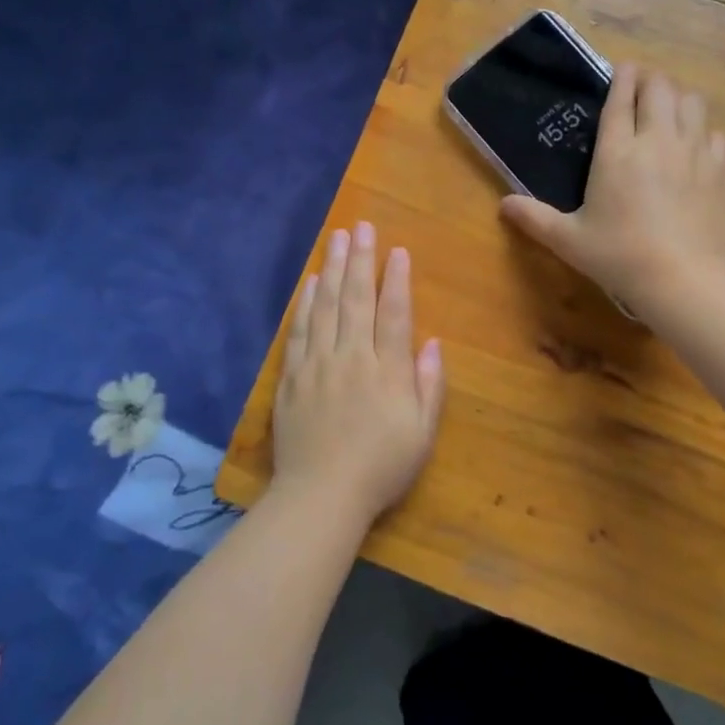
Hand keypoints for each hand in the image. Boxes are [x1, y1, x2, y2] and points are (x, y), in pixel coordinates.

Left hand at [273, 222, 444, 524]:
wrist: (320, 497)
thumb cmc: (380, 468)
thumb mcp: (421, 434)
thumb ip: (429, 385)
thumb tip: (432, 342)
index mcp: (388, 371)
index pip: (394, 314)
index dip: (396, 280)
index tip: (396, 250)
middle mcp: (352, 358)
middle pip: (356, 299)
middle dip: (360, 260)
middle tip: (362, 227)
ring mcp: (318, 365)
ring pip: (325, 307)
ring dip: (331, 270)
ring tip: (335, 238)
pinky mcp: (292, 377)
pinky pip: (298, 331)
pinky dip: (304, 304)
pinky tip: (309, 283)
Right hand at [501, 63, 724, 309]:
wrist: (682, 279)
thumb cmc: (619, 257)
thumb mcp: (568, 240)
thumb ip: (534, 218)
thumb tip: (503, 205)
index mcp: (617, 151)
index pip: (621, 98)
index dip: (622, 77)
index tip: (622, 69)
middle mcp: (657, 140)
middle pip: (660, 88)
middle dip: (650, 81)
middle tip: (642, 90)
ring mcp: (694, 151)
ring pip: (692, 102)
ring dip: (678, 99)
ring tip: (669, 112)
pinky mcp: (721, 169)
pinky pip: (715, 133)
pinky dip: (704, 132)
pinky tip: (696, 148)